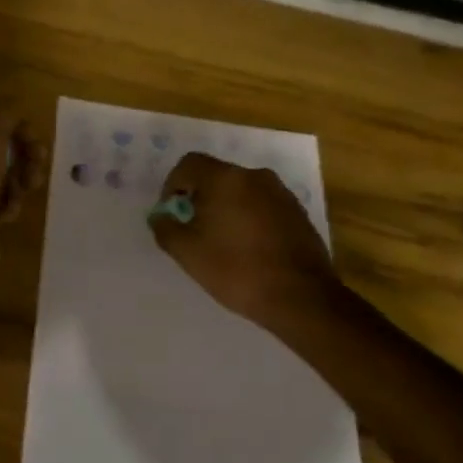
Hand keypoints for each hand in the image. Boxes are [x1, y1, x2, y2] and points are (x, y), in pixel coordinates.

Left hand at [0, 106, 48, 286]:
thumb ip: (6, 116)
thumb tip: (14, 116)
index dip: (22, 132)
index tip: (38, 148)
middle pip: (3, 150)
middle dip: (25, 161)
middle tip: (34, 176)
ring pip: (4, 176)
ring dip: (20, 184)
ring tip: (20, 196)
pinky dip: (7, 204)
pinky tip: (6, 213)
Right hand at [149, 152, 338, 325]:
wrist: (302, 298)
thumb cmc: (237, 270)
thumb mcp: (188, 253)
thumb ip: (165, 228)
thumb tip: (160, 216)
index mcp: (225, 178)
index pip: (189, 164)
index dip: (173, 184)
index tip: (172, 213)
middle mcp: (254, 176)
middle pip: (216, 176)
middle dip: (200, 198)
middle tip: (195, 230)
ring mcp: (280, 193)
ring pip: (241, 191)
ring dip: (226, 208)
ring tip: (223, 242)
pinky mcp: (298, 213)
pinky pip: (263, 205)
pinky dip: (250, 218)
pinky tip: (250, 249)